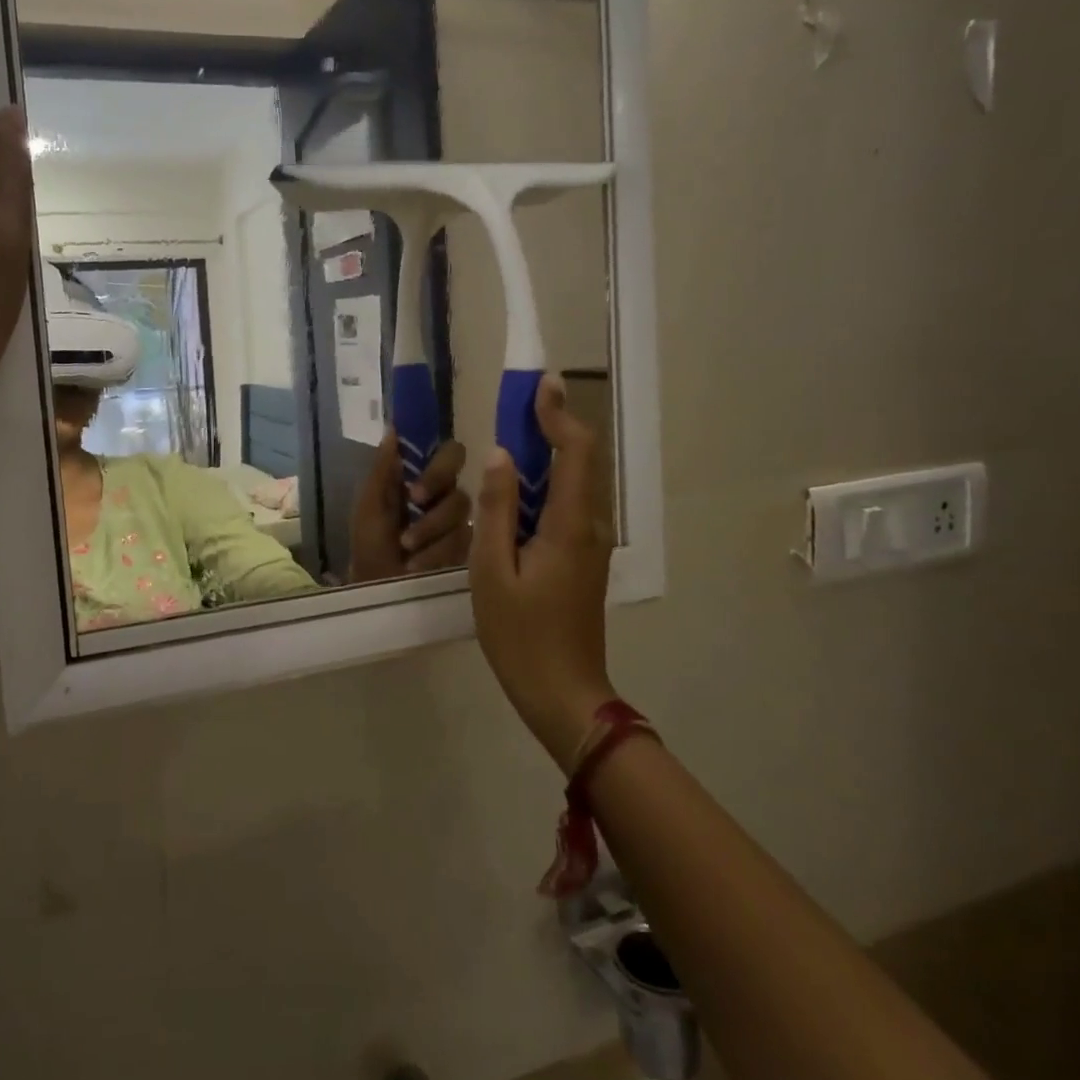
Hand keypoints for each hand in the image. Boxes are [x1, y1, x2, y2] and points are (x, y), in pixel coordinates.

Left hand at [349, 433, 471, 581]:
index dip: (441, 468)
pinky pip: (465, 547)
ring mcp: (461, 529)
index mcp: (424, 481)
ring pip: (462, 522)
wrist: (376, 590)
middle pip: (461, 492)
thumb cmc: (369, 545)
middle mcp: (447, 500)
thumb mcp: (370, 506)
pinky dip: (435, 556)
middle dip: (435, 514)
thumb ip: (383, 469)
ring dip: (429, 536)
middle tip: (411, 532)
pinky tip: (418, 566)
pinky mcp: (470, 555)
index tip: (415, 494)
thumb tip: (393, 428)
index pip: (452, 456)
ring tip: (406, 551)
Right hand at [470, 375, 616, 768]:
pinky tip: (512, 493)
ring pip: (574, 483)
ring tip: (510, 439)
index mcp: (569, 525)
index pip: (575, 452)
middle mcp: (589, 526)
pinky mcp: (581, 559)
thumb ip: (495, 510)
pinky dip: (543, 485)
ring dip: (547, 454)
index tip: (538, 386)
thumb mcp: (491, 571)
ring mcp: (588, 544)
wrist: (563, 693)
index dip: (558, 414)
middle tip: (517, 404)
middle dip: (552, 426)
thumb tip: (500, 457)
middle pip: (580, 461)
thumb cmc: (521, 636)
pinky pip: (565, 507)